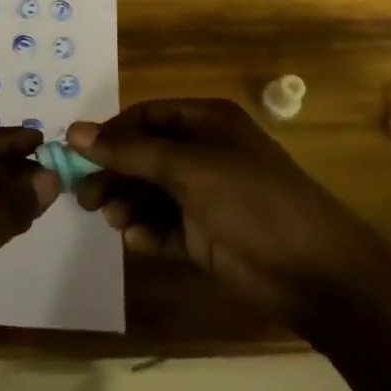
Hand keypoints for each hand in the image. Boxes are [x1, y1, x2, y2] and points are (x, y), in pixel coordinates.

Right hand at [68, 99, 390, 333]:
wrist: (317, 273)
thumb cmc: (253, 202)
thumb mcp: (189, 169)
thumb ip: (130, 152)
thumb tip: (73, 132)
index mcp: (206, 122)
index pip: (145, 117)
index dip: (111, 134)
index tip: (77, 156)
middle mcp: (203, 153)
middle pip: (143, 156)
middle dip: (114, 174)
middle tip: (85, 197)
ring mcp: (205, 196)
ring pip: (149, 193)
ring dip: (127, 204)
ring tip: (115, 221)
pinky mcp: (204, 235)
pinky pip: (163, 227)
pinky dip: (146, 233)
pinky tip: (139, 242)